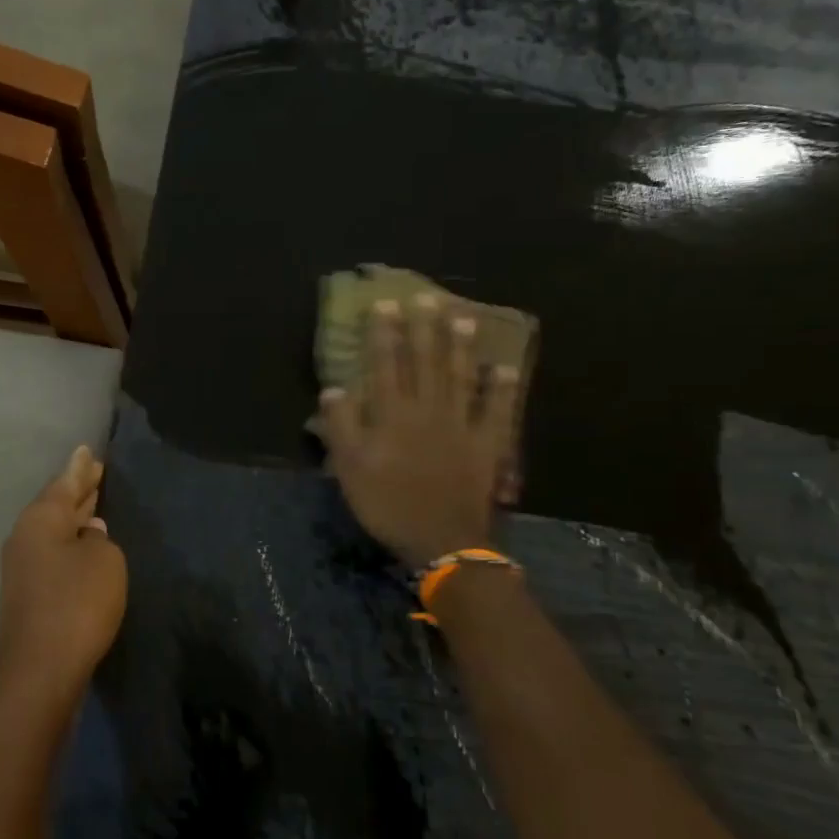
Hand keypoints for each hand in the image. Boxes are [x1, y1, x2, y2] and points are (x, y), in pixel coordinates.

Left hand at [0, 445, 127, 714]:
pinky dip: (69, 542)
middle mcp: (24, 537)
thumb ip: (99, 540)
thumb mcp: (104, 562)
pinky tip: (82, 544)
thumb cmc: (77, 604)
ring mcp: (21, 568)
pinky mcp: (27, 595)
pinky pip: (52, 553)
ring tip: (92, 501)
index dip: (81, 468)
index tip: (88, 450)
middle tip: (94, 470)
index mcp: (40, 520)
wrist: (40, 672)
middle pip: (55, 505)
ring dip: (73, 517)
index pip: (65, 483)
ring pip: (53, 530)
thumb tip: (88, 533)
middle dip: (76, 489)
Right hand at [316, 294, 522, 566]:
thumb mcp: (350, 469)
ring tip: (463, 318)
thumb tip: (334, 389)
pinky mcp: (487, 445)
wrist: (441, 540)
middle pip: (426, 362)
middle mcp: (428, 410)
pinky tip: (504, 368)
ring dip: (461, 347)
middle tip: (427, 297)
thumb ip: (342, 427)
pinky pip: (497, 412)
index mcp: (393, 415)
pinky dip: (501, 389)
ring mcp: (462, 425)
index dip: (385, 333)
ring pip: (461, 378)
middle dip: (424, 328)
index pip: (387, 364)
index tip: (384, 304)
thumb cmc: (388, 504)